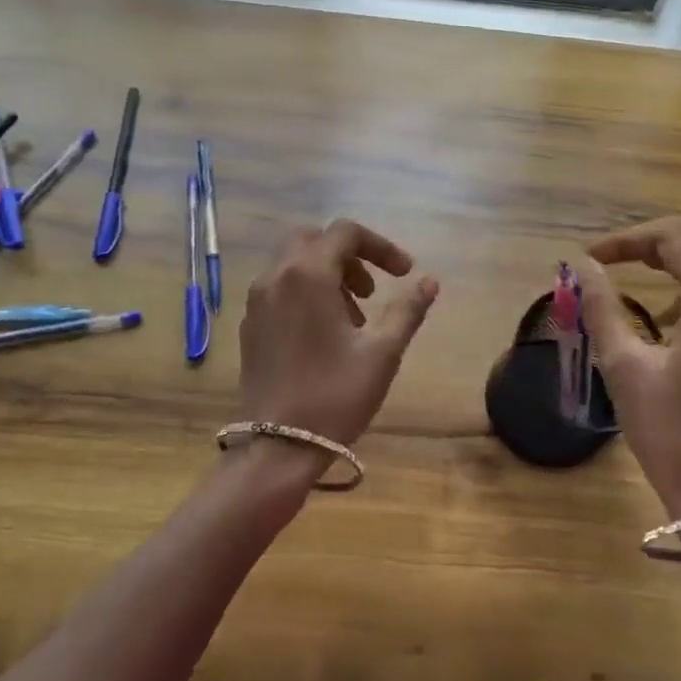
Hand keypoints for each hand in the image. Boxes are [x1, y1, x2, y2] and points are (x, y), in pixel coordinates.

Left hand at [237, 220, 438, 461]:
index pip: (345, 232)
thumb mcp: (382, 352)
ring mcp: (257, 300)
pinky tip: (324, 332)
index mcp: (308, 274)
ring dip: (328, 274)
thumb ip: (407, 310)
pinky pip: (279, 287)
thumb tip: (430, 281)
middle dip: (349, 256)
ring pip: (294, 263)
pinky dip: (305, 291)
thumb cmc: (335, 395)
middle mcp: (276, 277)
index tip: (404, 274)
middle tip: (373, 290)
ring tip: (354, 317)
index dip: (380, 246)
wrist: (279, 447)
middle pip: (314, 240)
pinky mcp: (249, 324)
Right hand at [577, 217, 680, 516]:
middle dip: (666, 235)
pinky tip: (677, 310)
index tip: (591, 257)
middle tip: (624, 255)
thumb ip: (601, 305)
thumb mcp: (624, 365)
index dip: (628, 240)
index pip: (676, 239)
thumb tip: (581, 265)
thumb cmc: (672, 434)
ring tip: (646, 272)